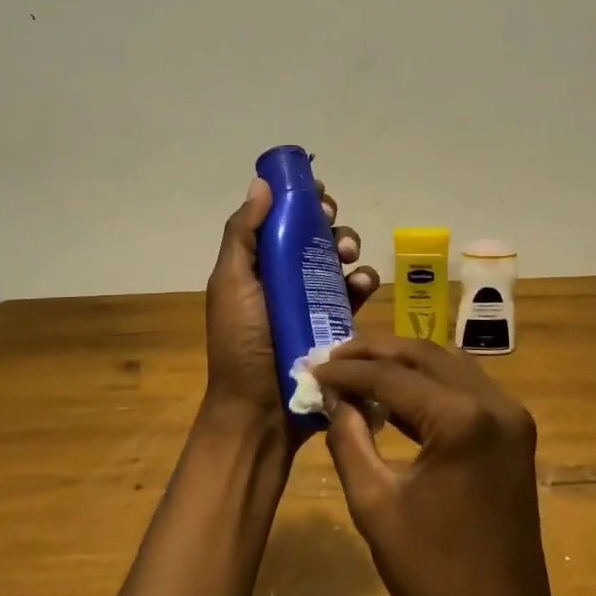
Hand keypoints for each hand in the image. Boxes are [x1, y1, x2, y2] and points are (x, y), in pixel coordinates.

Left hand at [203, 176, 377, 449]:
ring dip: (349, 248)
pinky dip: (362, 283)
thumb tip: (261, 183)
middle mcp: (284, 278)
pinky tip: (363, 286)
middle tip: (333, 224)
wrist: (261, 411)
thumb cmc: (241, 343)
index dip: (298, 200)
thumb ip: (243, 233)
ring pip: (338, 260)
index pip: (279, 220)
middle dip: (328, 222)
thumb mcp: (232, 283)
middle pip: (313, 235)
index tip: (316, 189)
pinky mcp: (336, 325)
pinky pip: (355, 294)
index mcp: (256, 265)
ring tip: (350, 257)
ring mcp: (312, 302)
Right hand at [313, 337, 577, 595]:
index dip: (346, 371)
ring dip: (402, 364)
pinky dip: (428, 385)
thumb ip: (348, 438)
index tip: (309, 368)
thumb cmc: (432, 573)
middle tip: (330, 358)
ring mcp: (511, 416)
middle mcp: (495, 404)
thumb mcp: (374, 504)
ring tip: (355, 370)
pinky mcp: (514, 432)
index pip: (392, 376)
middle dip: (374, 353)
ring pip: (448, 365)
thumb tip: (331, 397)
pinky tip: (392, 396)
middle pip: (424, 356)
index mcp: (462, 420)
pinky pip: (466, 389)